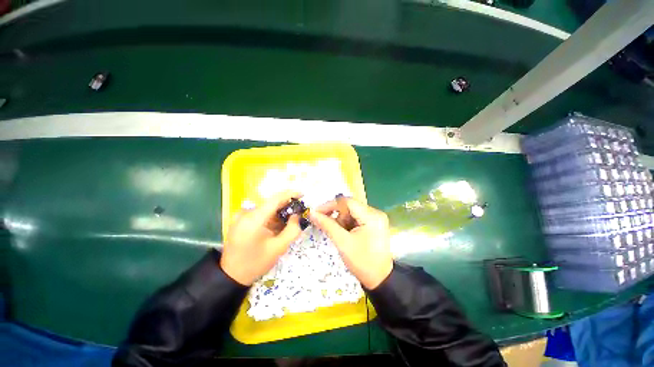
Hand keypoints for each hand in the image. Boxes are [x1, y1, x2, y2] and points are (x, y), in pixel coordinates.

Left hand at [221, 191, 302, 285]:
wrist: (231, 276)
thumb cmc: (256, 263)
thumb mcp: (278, 248)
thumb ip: (292, 230)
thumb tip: (297, 215)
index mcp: (254, 219)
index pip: (275, 199)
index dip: (290, 194)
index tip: (302, 194)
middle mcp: (245, 213)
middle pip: (270, 203)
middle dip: (286, 205)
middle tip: (298, 211)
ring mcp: (240, 216)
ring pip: (265, 208)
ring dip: (278, 212)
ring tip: (289, 220)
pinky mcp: (239, 220)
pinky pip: (259, 213)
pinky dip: (270, 216)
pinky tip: (276, 225)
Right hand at [309, 197, 392, 289]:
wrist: (380, 280)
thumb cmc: (362, 262)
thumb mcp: (343, 243)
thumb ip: (327, 225)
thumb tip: (312, 213)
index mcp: (371, 216)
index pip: (347, 202)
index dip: (330, 205)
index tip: (317, 213)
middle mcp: (375, 213)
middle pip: (350, 206)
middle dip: (337, 215)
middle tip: (326, 225)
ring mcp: (376, 218)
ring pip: (352, 212)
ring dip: (341, 221)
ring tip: (339, 234)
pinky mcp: (374, 223)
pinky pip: (356, 218)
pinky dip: (347, 224)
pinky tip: (346, 234)